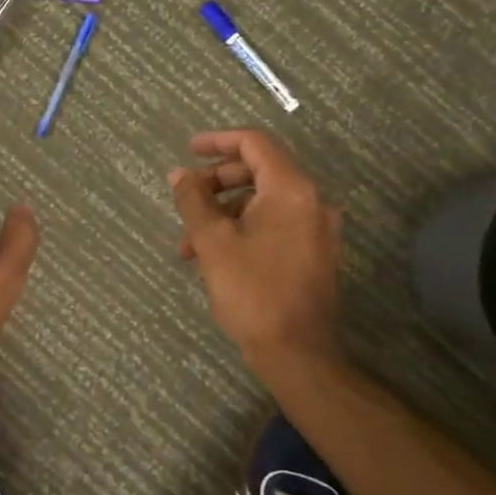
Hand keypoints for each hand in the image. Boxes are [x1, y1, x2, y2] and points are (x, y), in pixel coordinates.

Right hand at [169, 129, 343, 367]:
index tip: (188, 151)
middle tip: (185, 198)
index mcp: (291, 189)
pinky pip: (274, 224)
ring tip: (189, 243)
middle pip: (259, 171)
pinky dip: (242, 229)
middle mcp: (311, 201)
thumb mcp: (213, 241)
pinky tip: (214, 256)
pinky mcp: (314, 252)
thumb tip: (179, 174)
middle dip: (216, 182)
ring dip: (223, 212)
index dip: (218, 141)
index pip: (254, 143)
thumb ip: (194, 200)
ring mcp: (316, 228)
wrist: (297, 353)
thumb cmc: (252, 291)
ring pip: (263, 202)